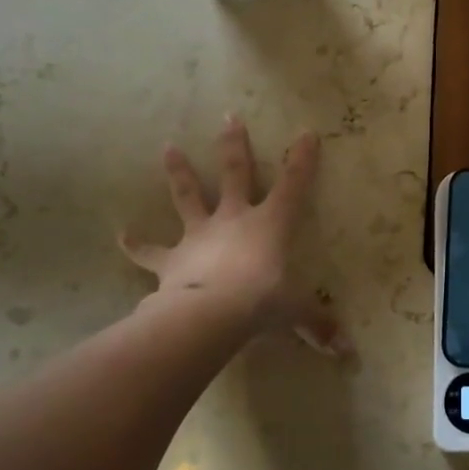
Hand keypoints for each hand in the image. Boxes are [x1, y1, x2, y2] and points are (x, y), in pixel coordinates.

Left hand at [121, 117, 348, 354]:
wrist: (210, 314)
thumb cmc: (261, 301)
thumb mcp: (296, 312)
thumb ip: (318, 325)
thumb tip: (347, 353)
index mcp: (270, 224)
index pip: (294, 185)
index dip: (302, 159)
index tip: (307, 133)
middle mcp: (234, 219)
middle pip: (235, 172)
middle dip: (234, 144)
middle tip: (228, 116)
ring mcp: (199, 235)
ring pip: (187, 196)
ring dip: (178, 172)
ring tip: (167, 147)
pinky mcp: (171, 259)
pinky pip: (150, 251)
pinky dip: (136, 245)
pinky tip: (121, 236)